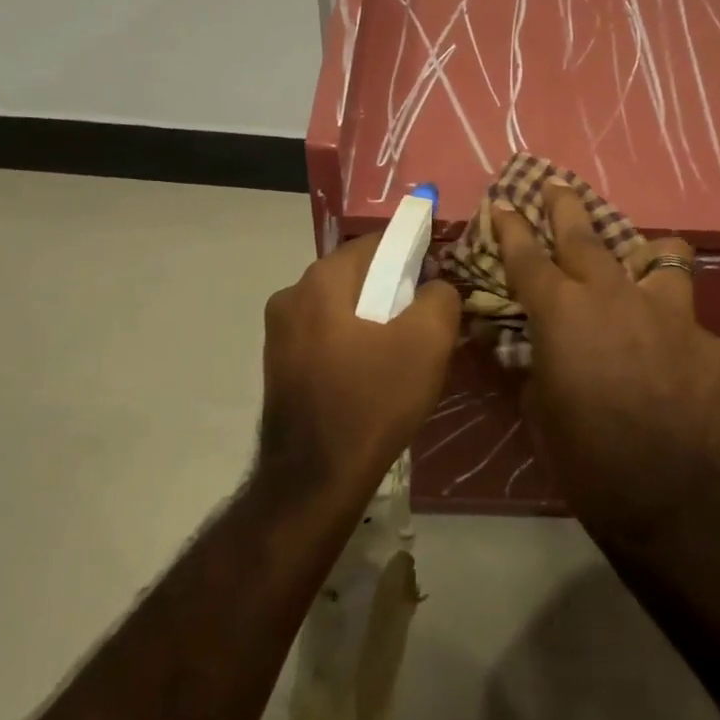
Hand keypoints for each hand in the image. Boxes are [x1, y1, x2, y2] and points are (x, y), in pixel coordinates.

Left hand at [260, 234, 460, 501]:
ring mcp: (279, 331)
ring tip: (401, 351)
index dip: (415, 253)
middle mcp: (292, 294)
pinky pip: (325, 334)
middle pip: (358, 273)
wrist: (316, 477)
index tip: (438, 281)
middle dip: (394, 288)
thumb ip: (440, 296)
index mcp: (323, 279)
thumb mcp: (428, 342)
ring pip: (341, 306)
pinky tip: (371, 372)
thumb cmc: (374, 399)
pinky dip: (351, 340)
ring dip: (372, 316)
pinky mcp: (279, 363)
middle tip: (425, 319)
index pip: (379, 242)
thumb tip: (435, 285)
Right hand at [495, 187, 719, 542]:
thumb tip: (538, 347)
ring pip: (664, 256)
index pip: (527, 256)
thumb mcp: (539, 404)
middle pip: (586, 235)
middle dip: (566, 206)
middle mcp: (614, 295)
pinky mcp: (709, 340)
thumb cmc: (583, 454)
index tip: (503, 203)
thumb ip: (538, 361)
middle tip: (557, 187)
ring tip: (644, 267)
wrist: (665, 494)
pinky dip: (676, 332)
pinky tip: (675, 360)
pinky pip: (689, 322)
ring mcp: (669, 313)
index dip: (511, 227)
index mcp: (563, 312)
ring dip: (647, 258)